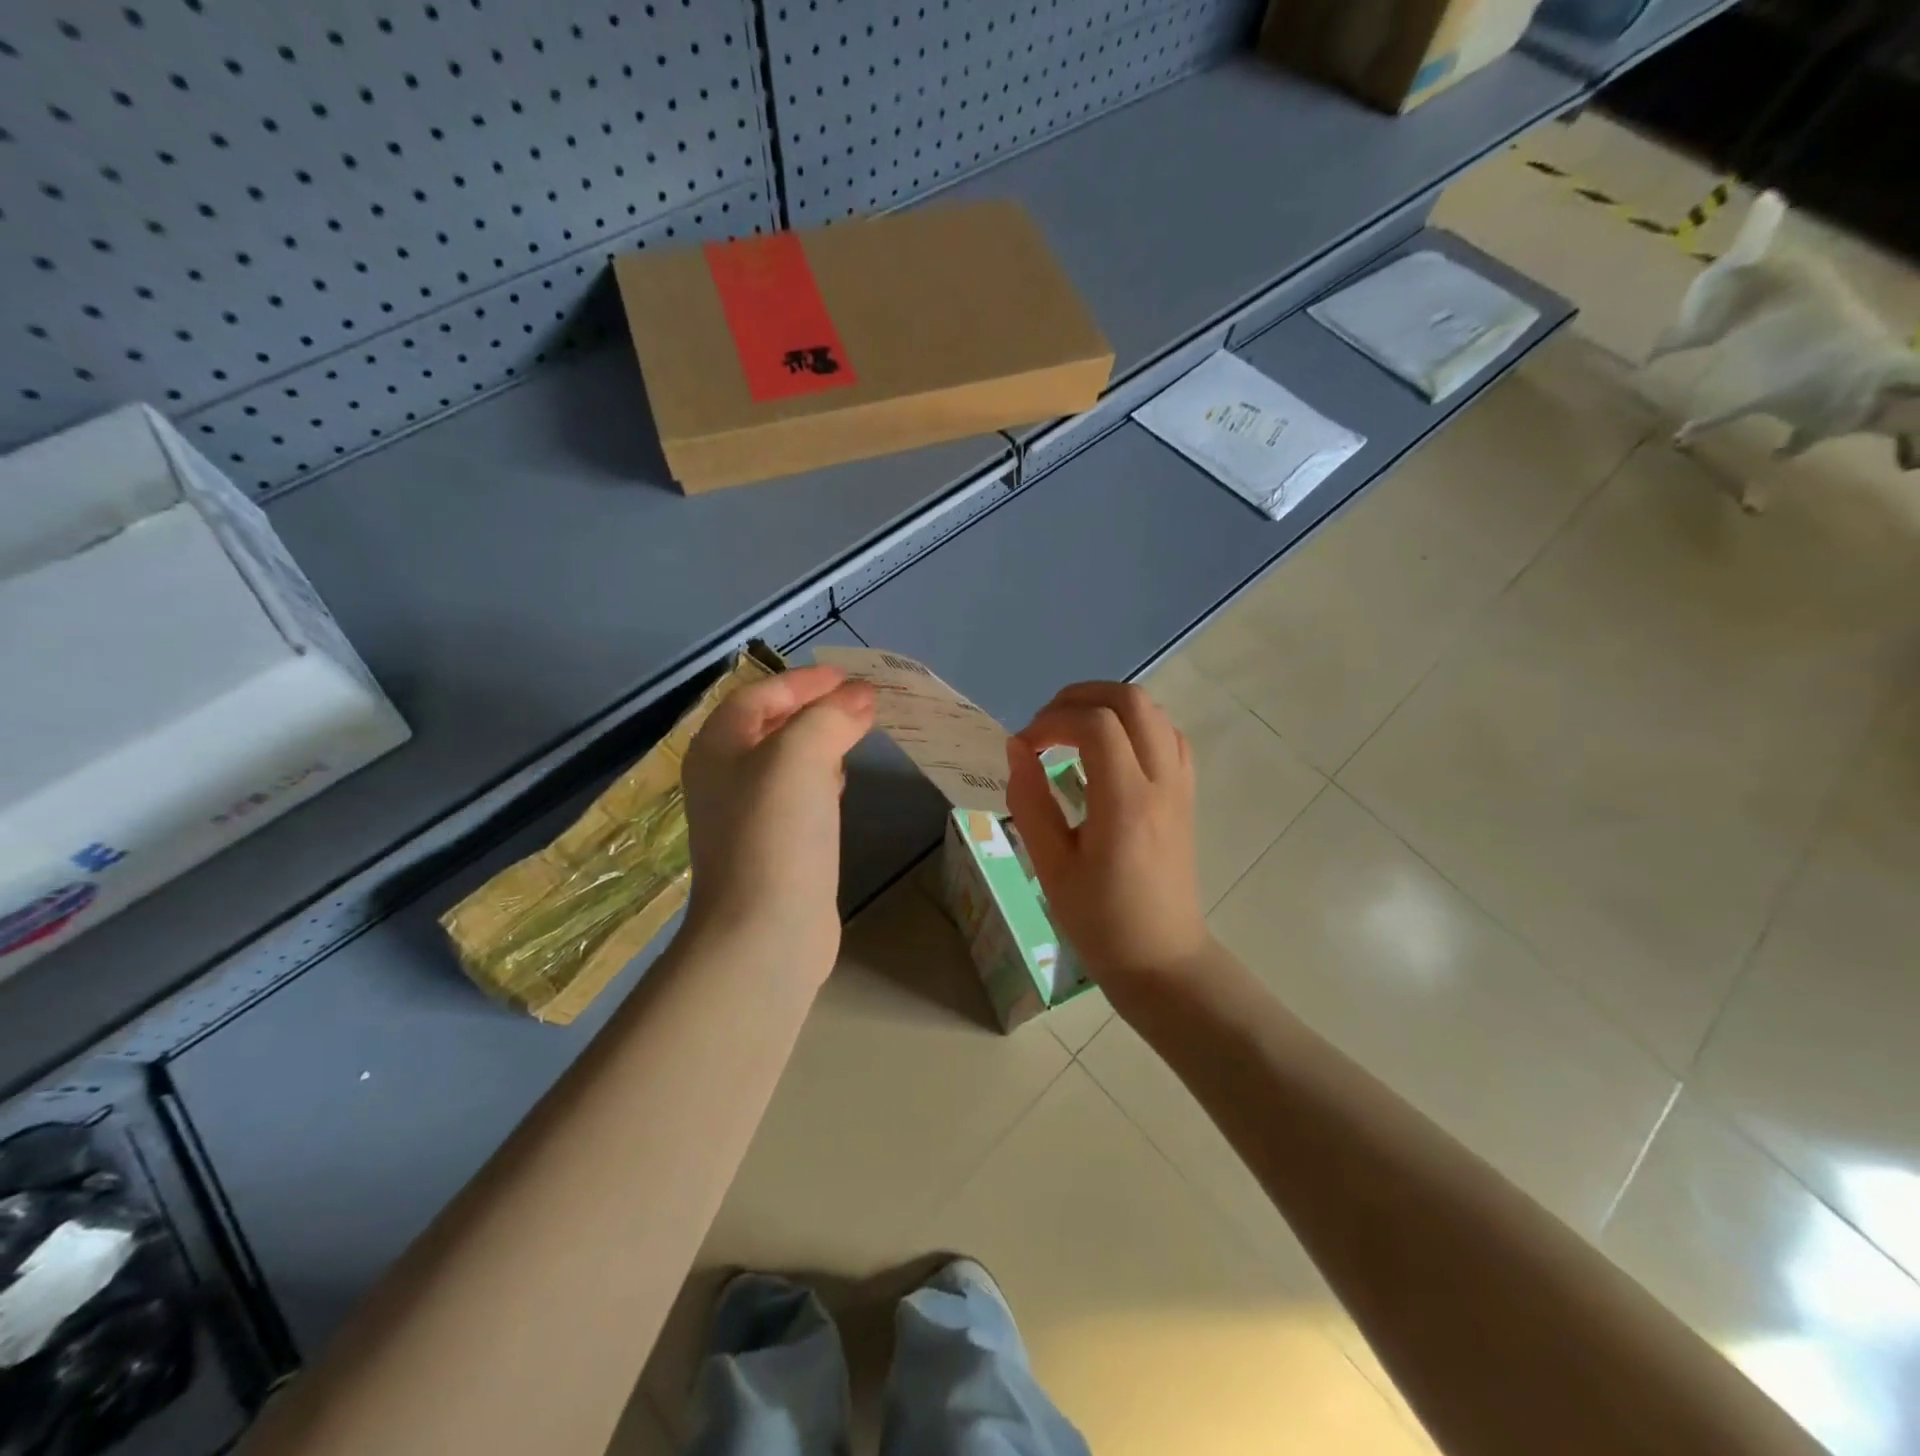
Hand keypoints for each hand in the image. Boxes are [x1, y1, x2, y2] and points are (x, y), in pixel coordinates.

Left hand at [681, 666, 875, 985]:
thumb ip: (830, 716)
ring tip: (857, 733)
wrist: (765, 931)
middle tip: (861, 703)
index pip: (760, 694)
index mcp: (718, 748)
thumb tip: (860, 697)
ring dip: (820, 741)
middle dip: (815, 708)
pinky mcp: (771, 847)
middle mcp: (724, 777)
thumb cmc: (776, 832)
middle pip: (770, 725)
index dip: (805, 680)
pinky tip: (841, 785)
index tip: (850, 677)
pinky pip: (796, 796)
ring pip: (785, 761)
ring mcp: (746, 816)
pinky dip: (820, 779)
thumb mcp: (801, 756)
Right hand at [1005, 682, 1211, 988]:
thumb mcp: (1051, 867)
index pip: (1095, 725)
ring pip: (1154, 711)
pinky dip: (1135, 725)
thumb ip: (1030, 801)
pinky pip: (1168, 735)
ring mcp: (1180, 786)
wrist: (1162, 958)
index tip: (1024, 747)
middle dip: (1080, 698)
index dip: (1051, 721)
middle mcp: (1161, 782)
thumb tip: (1017, 748)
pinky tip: (1109, 750)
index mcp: (1126, 802)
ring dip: (1109, 707)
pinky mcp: (1186, 794)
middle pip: (1131, 700)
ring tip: (1072, 733)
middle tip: (1045, 726)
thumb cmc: (1101, 921)